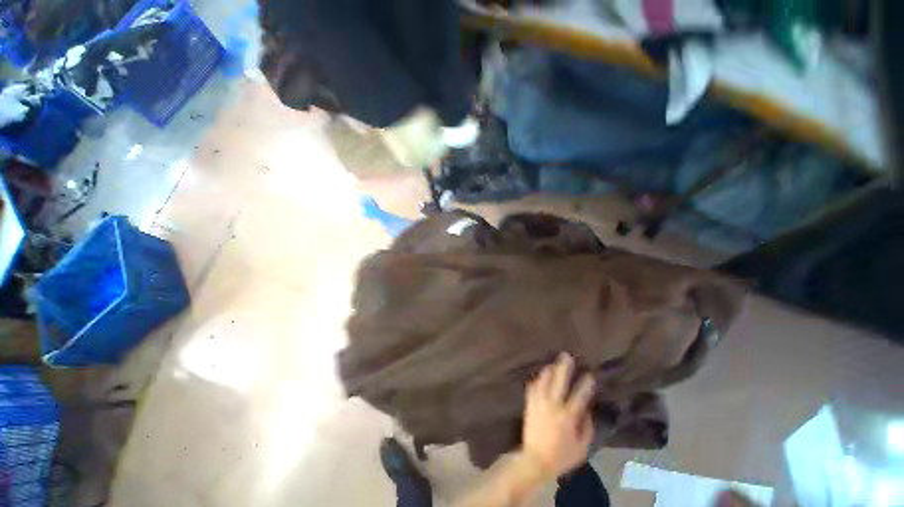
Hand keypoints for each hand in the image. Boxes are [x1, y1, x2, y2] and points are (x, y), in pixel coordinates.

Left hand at [521, 353, 595, 479]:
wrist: (536, 460)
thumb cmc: (562, 456)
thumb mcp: (582, 448)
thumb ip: (587, 428)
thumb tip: (587, 410)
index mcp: (568, 417)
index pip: (579, 396)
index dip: (585, 384)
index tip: (590, 373)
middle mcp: (553, 406)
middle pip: (559, 382)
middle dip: (563, 367)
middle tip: (566, 355)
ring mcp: (539, 404)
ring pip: (543, 381)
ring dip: (548, 370)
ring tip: (552, 362)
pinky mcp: (529, 405)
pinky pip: (532, 388)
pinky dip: (536, 380)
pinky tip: (539, 375)